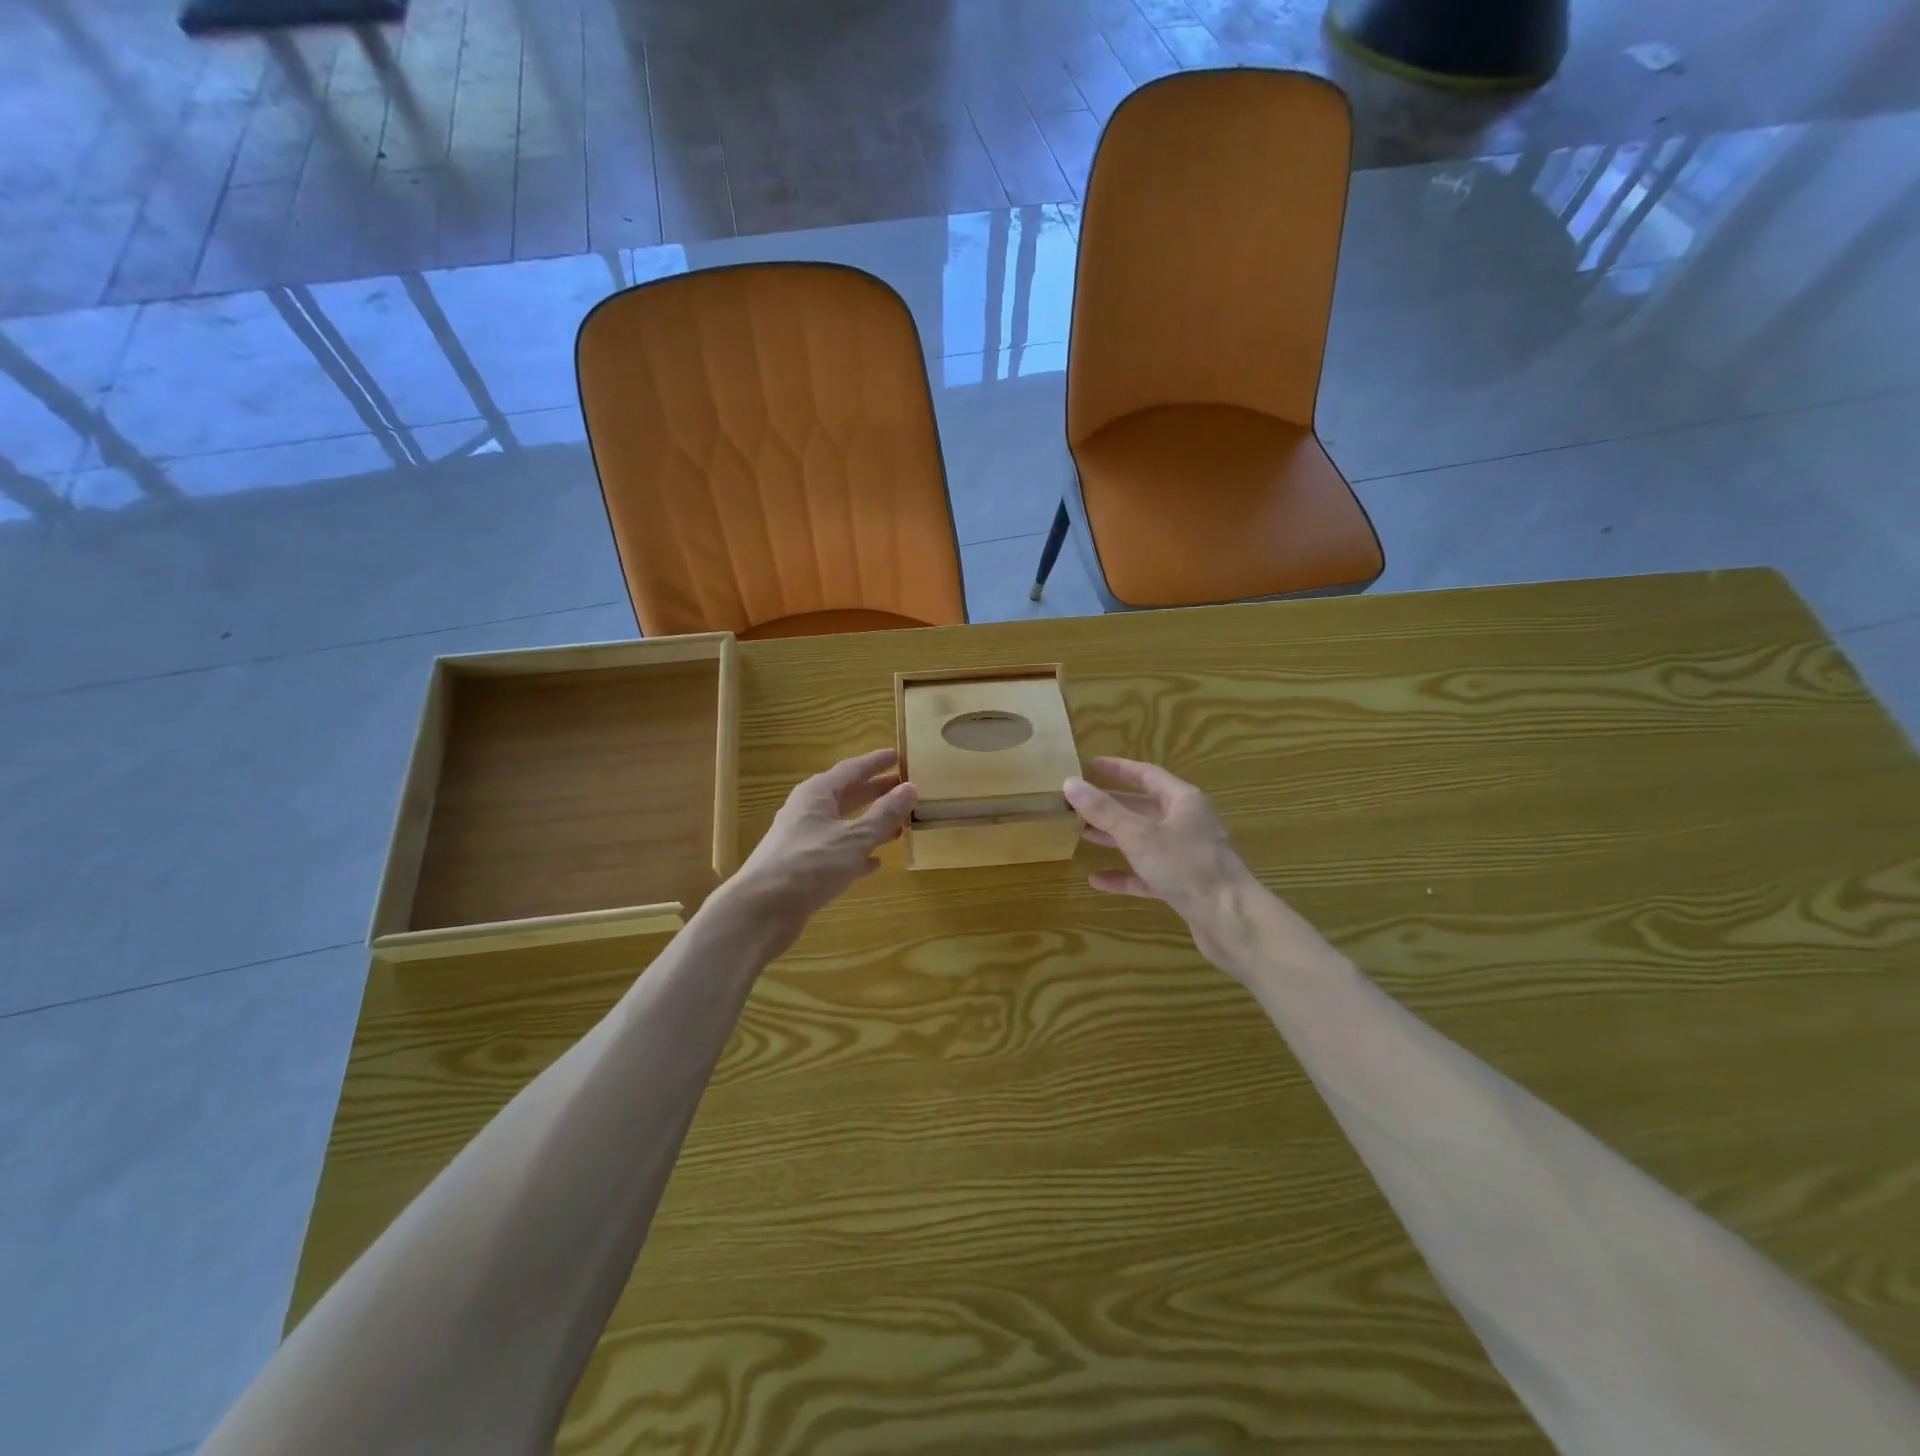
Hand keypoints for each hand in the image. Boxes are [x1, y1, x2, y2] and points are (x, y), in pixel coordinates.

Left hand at [727, 748, 916, 944]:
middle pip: (847, 795)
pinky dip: (857, 854)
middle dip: (875, 792)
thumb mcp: (854, 837)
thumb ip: (884, 814)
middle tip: (905, 789)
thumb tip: (910, 788)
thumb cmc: (810, 864)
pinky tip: (876, 862)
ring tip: (899, 825)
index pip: (851, 769)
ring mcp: (804, 840)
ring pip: (843, 825)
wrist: (761, 910)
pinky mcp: (803, 868)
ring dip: (870, 824)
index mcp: (817, 794)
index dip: (876, 763)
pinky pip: (837, 853)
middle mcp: (808, 811)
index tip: (898, 756)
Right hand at [1064, 756, 1253, 933]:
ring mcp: (1185, 855)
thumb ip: (1103, 811)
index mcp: (1183, 800)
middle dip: (1110, 806)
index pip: (1146, 775)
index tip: (1088, 766)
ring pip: (1143, 840)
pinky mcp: (1182, 884)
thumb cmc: (1185, 865)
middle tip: (1077, 803)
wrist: (1229, 919)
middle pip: (1143, 807)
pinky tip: (1097, 880)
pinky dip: (1124, 874)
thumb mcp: (1138, 835)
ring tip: (1080, 834)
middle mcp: (1186, 822)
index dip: (1117, 769)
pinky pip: (1147, 874)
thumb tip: (1069, 782)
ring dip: (1113, 838)